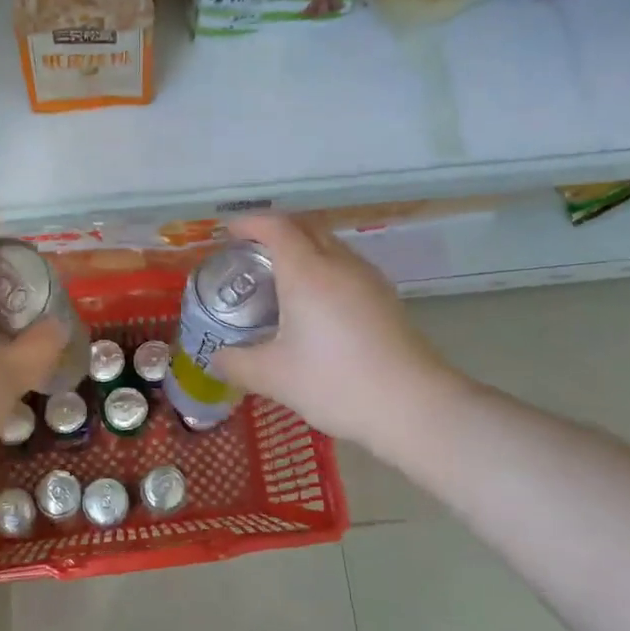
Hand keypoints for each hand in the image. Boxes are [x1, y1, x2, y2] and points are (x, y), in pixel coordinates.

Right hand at [212, 214, 458, 450]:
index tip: (229, 234)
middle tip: (250, 253)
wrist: (413, 406)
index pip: (276, 227)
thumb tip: (216, 357)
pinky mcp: (385, 298)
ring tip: (280, 276)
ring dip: (302, 247)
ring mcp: (368, 279)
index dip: (250, 224)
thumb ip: (237, 363)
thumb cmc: (335, 383)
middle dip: (275, 230)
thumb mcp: (274, 377)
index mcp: (307, 272)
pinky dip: (322, 267)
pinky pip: (346, 266)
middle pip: (306, 227)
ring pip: (330, 245)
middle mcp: (339, 264)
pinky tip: (315, 302)